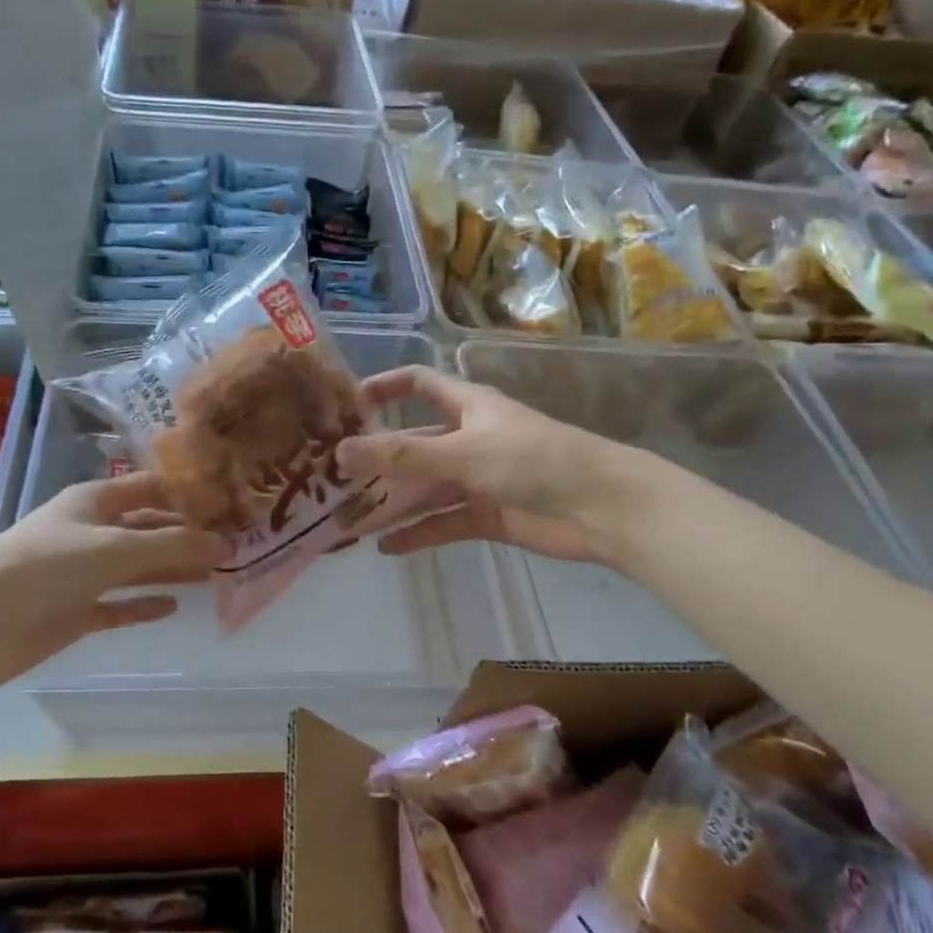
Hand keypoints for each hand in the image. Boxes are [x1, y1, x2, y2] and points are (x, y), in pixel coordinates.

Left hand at [0, 473, 219, 697]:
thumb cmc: (43, 568)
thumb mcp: (114, 549)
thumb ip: (172, 545)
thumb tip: (227, 544)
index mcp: (95, 501)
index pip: (151, 487)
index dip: (188, 492)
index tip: (230, 501)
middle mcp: (91, 531)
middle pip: (149, 528)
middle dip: (188, 534)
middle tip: (236, 543)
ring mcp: (81, 573)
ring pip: (138, 566)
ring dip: (173, 568)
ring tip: (218, 573)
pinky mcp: (74, 611)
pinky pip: (120, 604)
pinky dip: (144, 604)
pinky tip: (175, 606)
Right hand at [337, 366, 638, 565]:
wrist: (601, 508)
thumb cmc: (532, 460)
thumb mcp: (462, 451)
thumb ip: (402, 455)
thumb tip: (340, 451)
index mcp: (467, 406)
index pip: (419, 384)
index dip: (385, 387)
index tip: (346, 404)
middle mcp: (468, 438)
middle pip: (414, 443)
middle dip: (377, 458)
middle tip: (331, 477)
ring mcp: (477, 479)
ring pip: (425, 488)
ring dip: (392, 502)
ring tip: (348, 518)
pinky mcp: (487, 515)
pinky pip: (444, 522)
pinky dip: (418, 534)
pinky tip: (387, 548)